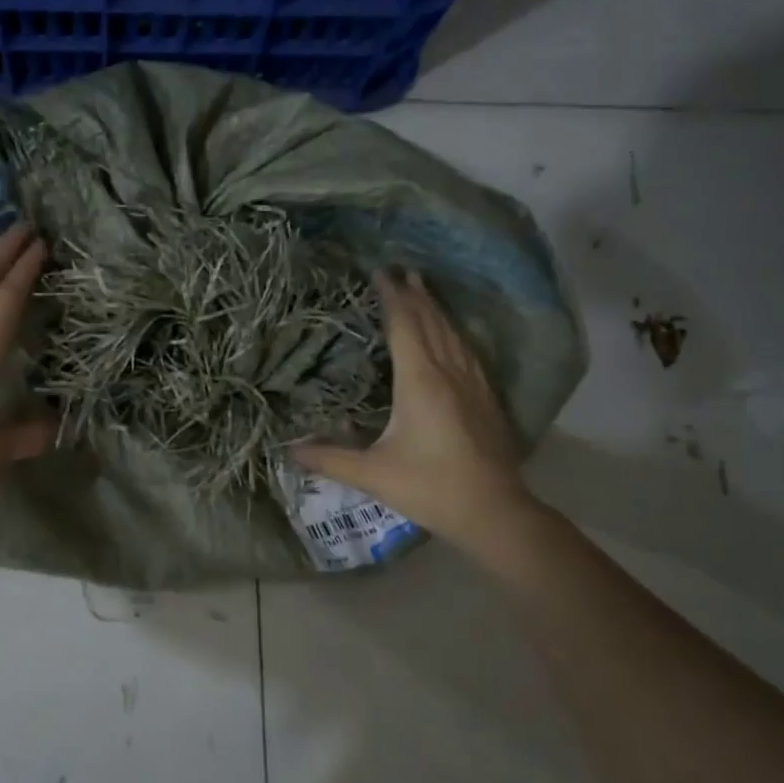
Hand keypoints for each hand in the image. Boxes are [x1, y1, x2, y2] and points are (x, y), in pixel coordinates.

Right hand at [293, 268, 540, 547]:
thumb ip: (330, 459)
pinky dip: (454, 333)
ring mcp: (473, 384)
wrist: (494, 512)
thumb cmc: (430, 487)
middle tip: (402, 270)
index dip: (392, 298)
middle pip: (431, 323)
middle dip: (415, 295)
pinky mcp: (487, 399)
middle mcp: (449, 373)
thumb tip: (289, 450)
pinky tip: (453, 336)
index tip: (381, 272)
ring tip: (425, 290)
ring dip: (436, 310)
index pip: (405, 326)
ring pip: (453, 335)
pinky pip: (467, 352)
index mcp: (420, 382)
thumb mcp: (373, 474)